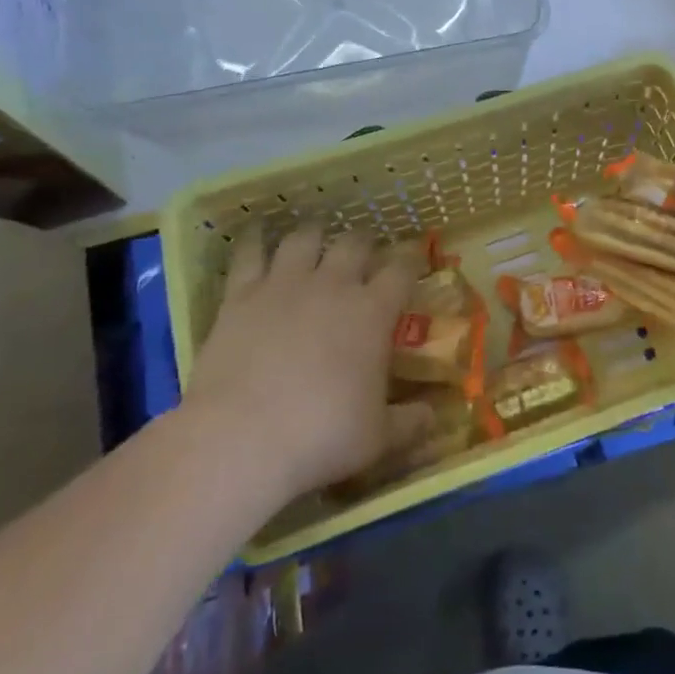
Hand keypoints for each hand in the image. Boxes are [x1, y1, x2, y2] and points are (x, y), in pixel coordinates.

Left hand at [184, 228, 429, 497]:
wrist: (240, 438)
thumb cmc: (322, 436)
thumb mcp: (378, 438)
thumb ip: (410, 422)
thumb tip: (434, 416)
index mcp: (374, 312)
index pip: (401, 269)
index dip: (410, 259)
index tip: (413, 259)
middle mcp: (333, 285)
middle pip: (354, 243)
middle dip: (363, 243)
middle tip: (363, 254)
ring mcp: (284, 285)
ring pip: (303, 239)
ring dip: (313, 235)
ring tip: (315, 240)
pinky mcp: (240, 296)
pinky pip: (248, 254)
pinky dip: (253, 240)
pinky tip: (255, 235)